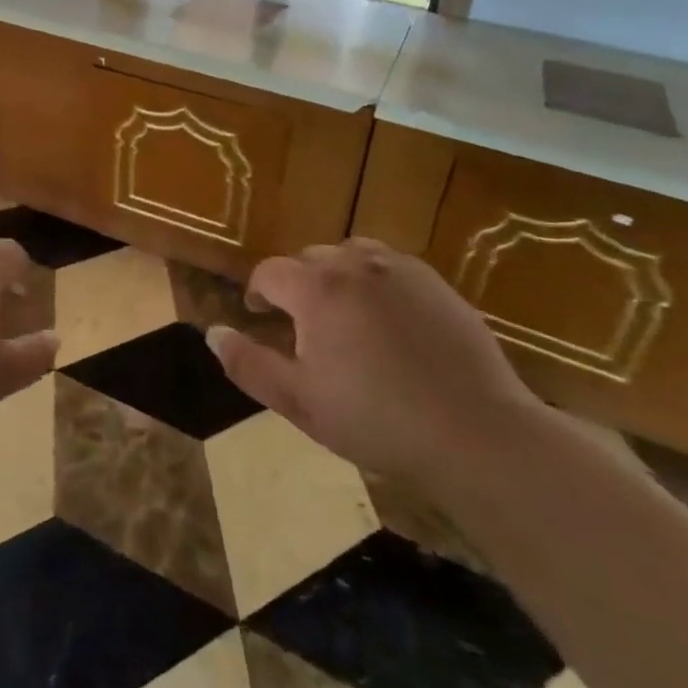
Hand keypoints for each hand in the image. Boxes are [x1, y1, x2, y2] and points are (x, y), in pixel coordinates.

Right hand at [207, 238, 541, 491]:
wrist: (475, 431)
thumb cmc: (377, 420)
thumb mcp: (299, 402)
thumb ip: (248, 363)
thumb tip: (211, 332)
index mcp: (316, 289)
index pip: (270, 272)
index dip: (258, 292)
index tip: (260, 317)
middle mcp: (354, 264)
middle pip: (310, 258)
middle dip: (297, 284)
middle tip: (303, 326)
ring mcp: (400, 269)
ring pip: (351, 255)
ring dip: (336, 275)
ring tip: (343, 315)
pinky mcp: (436, 282)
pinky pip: (390, 265)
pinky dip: (375, 280)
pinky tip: (388, 319)